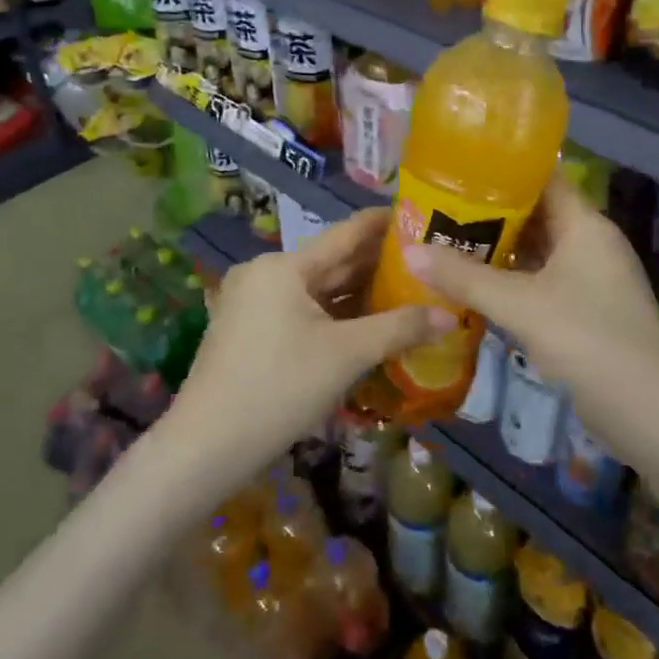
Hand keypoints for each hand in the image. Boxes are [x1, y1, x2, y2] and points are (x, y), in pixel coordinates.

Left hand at [159, 209, 452, 487]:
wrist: (207, 444)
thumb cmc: (280, 388)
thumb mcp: (346, 356)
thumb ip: (400, 329)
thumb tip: (450, 317)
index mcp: (284, 266)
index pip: (345, 233)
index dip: (382, 223)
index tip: (418, 214)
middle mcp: (264, 273)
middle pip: (330, 262)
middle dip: (375, 264)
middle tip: (425, 261)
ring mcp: (251, 302)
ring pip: (315, 289)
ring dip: (356, 293)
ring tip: (405, 290)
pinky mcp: (247, 329)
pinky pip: (299, 310)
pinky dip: (331, 314)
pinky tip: (364, 322)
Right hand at [402, 174, 658, 433]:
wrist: (651, 416)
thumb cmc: (588, 341)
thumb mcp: (520, 305)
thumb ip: (464, 277)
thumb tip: (410, 250)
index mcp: (584, 225)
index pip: (542, 177)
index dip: (501, 169)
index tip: (454, 167)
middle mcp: (589, 243)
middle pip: (534, 214)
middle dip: (487, 212)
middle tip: (436, 207)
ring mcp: (588, 279)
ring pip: (534, 250)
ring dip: (495, 248)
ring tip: (444, 240)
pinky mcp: (583, 311)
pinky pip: (538, 281)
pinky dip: (507, 279)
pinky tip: (471, 284)